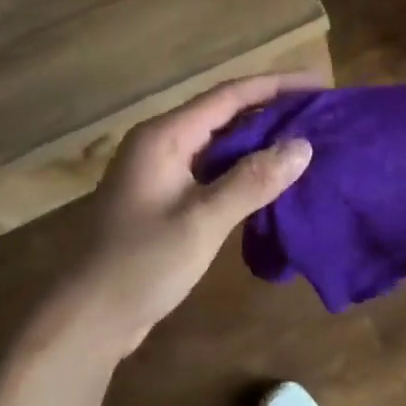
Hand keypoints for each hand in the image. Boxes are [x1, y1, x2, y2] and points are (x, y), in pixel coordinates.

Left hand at [30, 72, 321, 359]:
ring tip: (306, 138)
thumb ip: (253, 181)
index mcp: (165, 136)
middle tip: (320, 112)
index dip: (277, 85)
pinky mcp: (167, 197)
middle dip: (273, 109)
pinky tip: (273, 177)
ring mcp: (163, 171)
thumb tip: (303, 146)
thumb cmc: (141, 265)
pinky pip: (214, 168)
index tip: (320, 83)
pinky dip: (245, 167)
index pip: (230, 95)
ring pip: (221, 142)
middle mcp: (163, 142)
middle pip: (226, 113)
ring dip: (261, 139)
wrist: (86, 321)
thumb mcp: (202, 221)